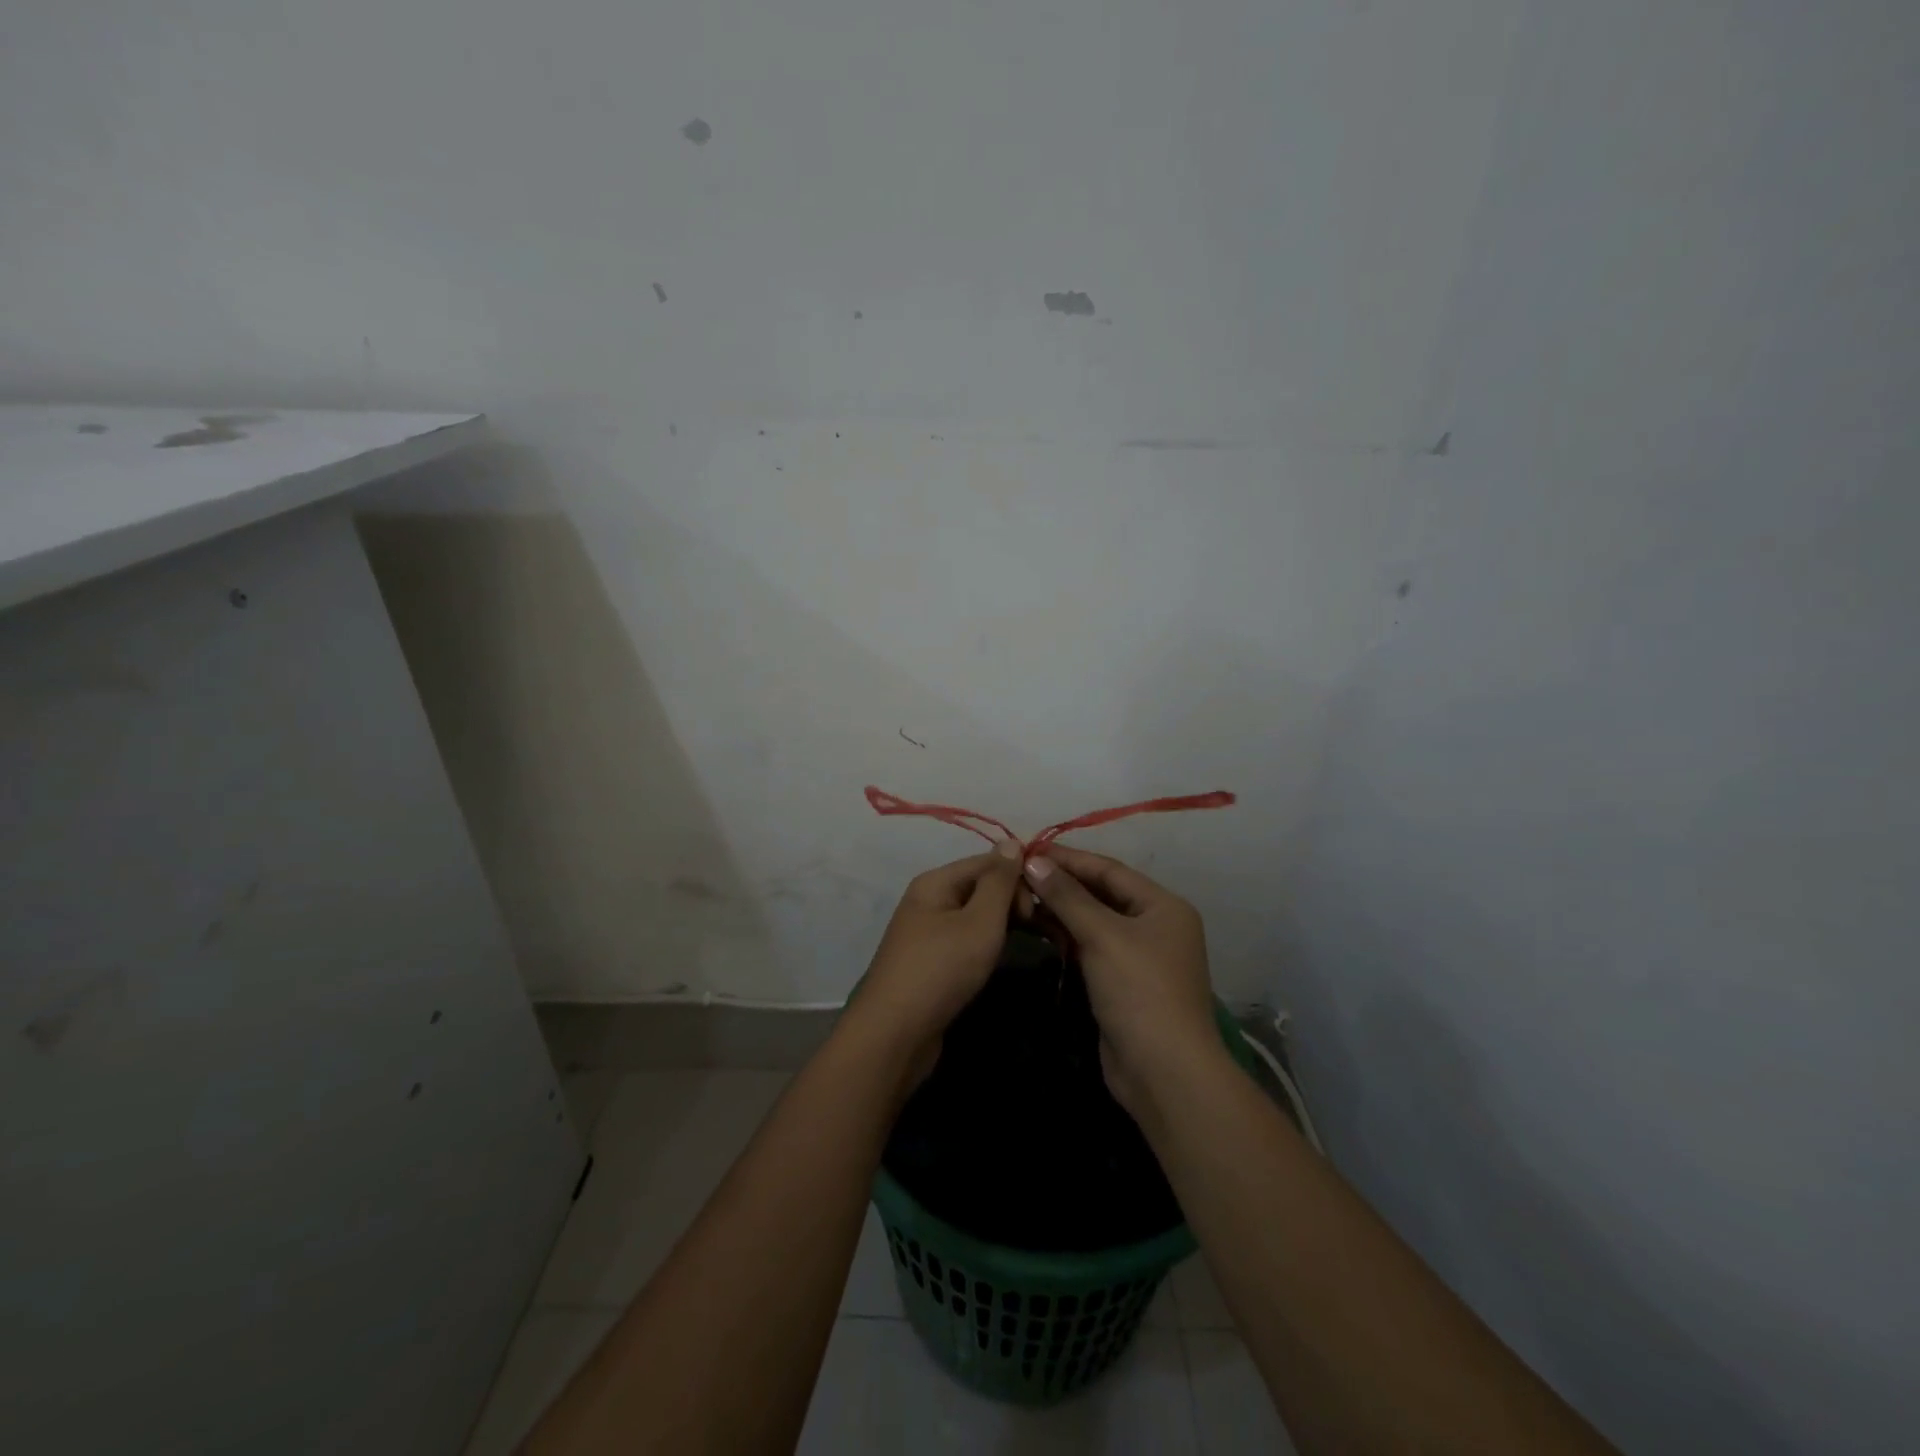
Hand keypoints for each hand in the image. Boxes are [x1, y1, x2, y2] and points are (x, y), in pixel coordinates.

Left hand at [847, 841, 1023, 1076]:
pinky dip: (986, 945)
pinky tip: (999, 960)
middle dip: (1011, 901)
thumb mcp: (979, 922)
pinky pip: (965, 940)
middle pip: (980, 886)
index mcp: (935, 882)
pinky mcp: (931, 962)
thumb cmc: (941, 970)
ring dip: (1002, 925)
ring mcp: (927, 932)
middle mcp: (928, 900)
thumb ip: (999, 882)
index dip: (1018, 877)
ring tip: (1029, 942)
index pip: (987, 862)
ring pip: (975, 916)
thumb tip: (1012, 841)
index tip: (1044, 905)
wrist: (895, 1035)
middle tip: (1037, 929)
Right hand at [1021, 845, 1219, 1114]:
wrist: (1163, 1072)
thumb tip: (1033, 860)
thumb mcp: (1103, 935)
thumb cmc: (1140, 991)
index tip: (1027, 850)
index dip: (1068, 859)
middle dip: (1062, 884)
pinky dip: (1065, 936)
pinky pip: (1090, 946)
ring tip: (1019, 896)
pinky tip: (1036, 927)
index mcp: (1162, 905)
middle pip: (1101, 893)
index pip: (1109, 869)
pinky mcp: (1120, 982)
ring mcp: (1138, 956)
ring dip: (1060, 909)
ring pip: (1093, 921)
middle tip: (1017, 873)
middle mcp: (1154, 925)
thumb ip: (1067, 896)